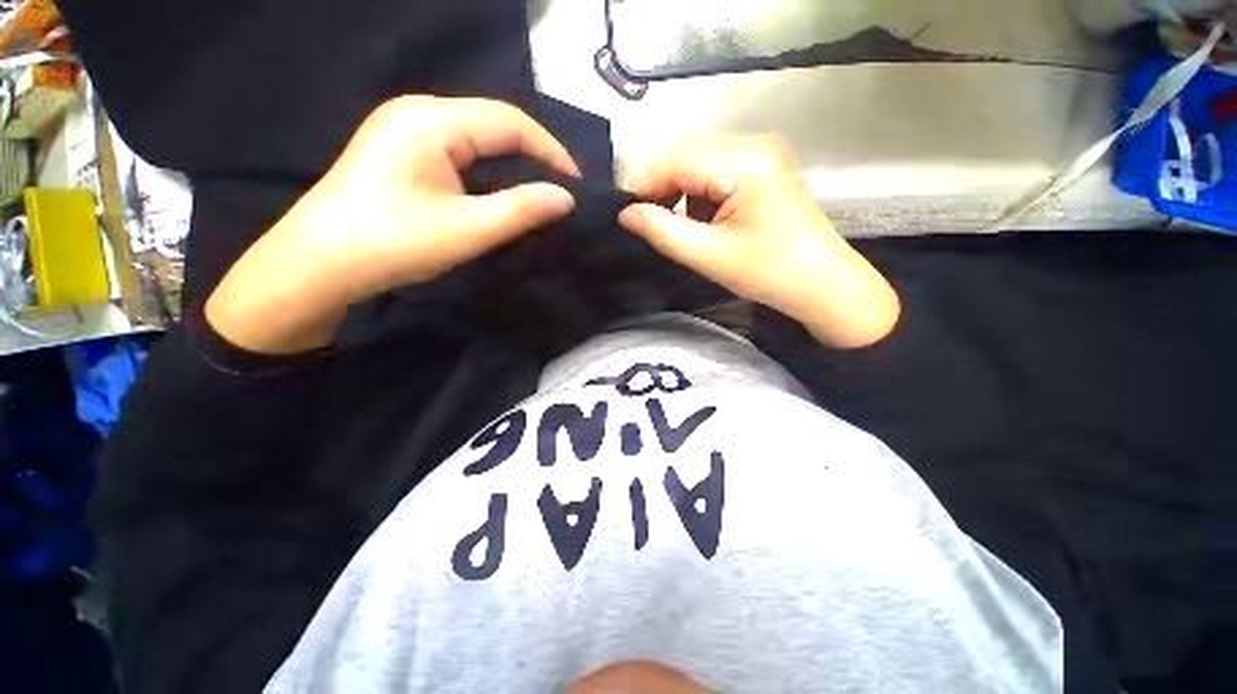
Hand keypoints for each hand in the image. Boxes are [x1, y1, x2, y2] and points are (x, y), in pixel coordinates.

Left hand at [205, 96, 579, 353]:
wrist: (318, 264)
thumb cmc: (392, 243)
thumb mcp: (467, 230)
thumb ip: (521, 210)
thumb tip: (566, 198)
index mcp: (432, 121)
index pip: (509, 122)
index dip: (550, 151)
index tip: (576, 185)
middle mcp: (418, 113)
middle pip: (493, 125)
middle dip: (533, 157)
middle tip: (560, 192)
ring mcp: (405, 131)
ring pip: (477, 140)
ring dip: (511, 166)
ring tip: (537, 195)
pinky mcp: (401, 153)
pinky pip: (458, 153)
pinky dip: (487, 173)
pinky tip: (498, 194)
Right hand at [619, 136, 899, 347]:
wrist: (824, 285)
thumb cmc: (770, 273)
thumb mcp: (709, 255)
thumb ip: (663, 231)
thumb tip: (625, 214)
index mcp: (744, 161)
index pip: (676, 160)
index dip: (643, 184)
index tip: (622, 213)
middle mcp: (753, 144)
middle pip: (686, 156)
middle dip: (660, 189)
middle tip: (643, 223)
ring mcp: (761, 154)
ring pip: (698, 165)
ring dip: (679, 194)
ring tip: (674, 228)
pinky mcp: (762, 169)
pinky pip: (715, 174)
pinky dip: (698, 197)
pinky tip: (700, 223)